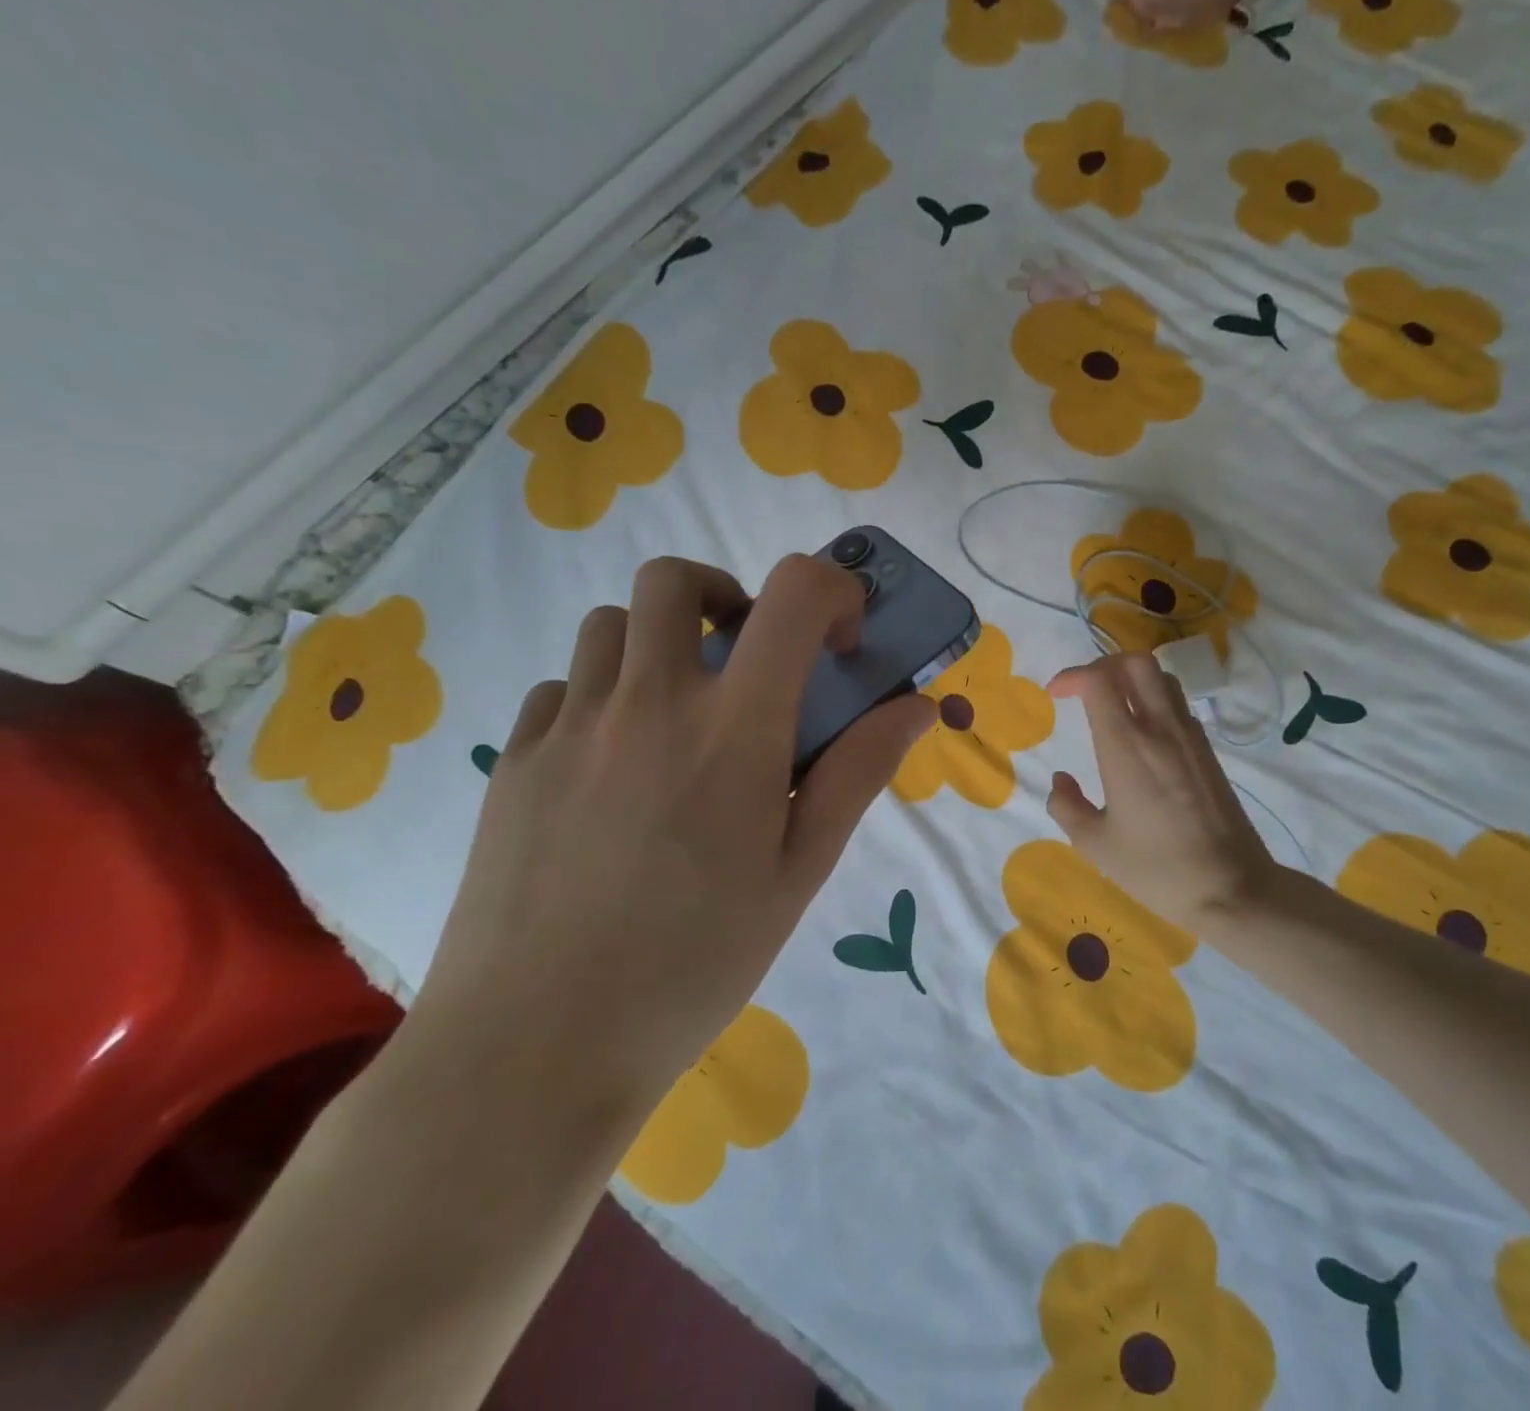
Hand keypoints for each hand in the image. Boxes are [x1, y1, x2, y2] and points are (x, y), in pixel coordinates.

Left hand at [404, 555, 934, 1130]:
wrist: (536, 1048)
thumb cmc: (694, 963)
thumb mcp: (799, 871)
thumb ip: (858, 772)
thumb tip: (916, 707)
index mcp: (732, 728)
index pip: (792, 595)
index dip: (830, 592)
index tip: (839, 645)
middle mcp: (647, 702)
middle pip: (675, 579)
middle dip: (724, 598)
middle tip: (744, 661)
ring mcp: (569, 725)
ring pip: (611, 625)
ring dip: (659, 646)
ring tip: (677, 720)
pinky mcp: (515, 759)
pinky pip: (562, 688)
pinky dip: (600, 699)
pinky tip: (610, 771)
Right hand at [1046, 653, 1276, 929]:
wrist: (1231, 888)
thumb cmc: (1156, 869)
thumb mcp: (1095, 845)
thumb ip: (1066, 806)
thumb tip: (1060, 781)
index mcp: (1126, 747)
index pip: (1099, 681)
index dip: (1072, 676)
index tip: (1054, 694)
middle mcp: (1160, 730)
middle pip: (1137, 663)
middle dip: (1104, 665)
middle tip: (1084, 690)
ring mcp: (1190, 737)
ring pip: (1162, 679)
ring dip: (1132, 679)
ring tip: (1113, 705)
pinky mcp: (1208, 751)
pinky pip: (1179, 705)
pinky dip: (1155, 700)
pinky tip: (1143, 733)